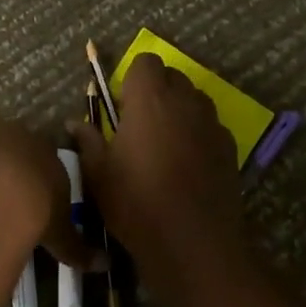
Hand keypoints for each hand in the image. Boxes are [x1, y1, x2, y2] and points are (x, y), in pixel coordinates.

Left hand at [0, 121, 100, 271]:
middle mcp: (11, 133)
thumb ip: (78, 246)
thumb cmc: (37, 210)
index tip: (35, 199)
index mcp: (43, 143)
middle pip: (10, 150)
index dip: (39, 177)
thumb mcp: (61, 231)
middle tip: (6, 205)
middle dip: (9, 173)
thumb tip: (104, 265)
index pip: (44, 153)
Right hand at [71, 55, 243, 290]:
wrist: (194, 245)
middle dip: (156, 92)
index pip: (146, 61)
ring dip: (179, 111)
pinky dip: (198, 134)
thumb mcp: (99, 175)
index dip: (133, 79)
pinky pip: (210, 126)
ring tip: (164, 145)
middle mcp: (185, 100)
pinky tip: (187, 166)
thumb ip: (88, 141)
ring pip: (194, 100)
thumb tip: (75, 123)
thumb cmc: (138, 204)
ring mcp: (212, 123)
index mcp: (150, 98)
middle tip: (139, 126)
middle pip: (172, 77)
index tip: (123, 108)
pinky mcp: (230, 147)